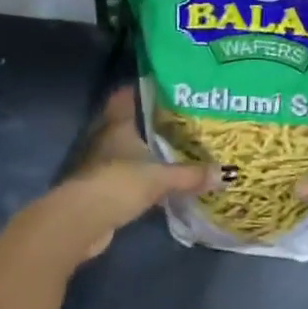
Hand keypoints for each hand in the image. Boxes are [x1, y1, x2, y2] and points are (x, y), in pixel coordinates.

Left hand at [32, 87, 216, 262]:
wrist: (82, 222)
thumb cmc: (119, 184)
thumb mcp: (161, 178)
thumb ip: (191, 175)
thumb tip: (225, 173)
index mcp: (117, 125)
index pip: (125, 96)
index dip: (141, 88)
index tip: (165, 86)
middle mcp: (105, 139)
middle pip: (127, 123)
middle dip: (149, 122)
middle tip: (179, 119)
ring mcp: (99, 164)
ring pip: (126, 150)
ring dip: (144, 151)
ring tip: (174, 148)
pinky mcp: (100, 188)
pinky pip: (125, 175)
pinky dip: (140, 176)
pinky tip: (159, 180)